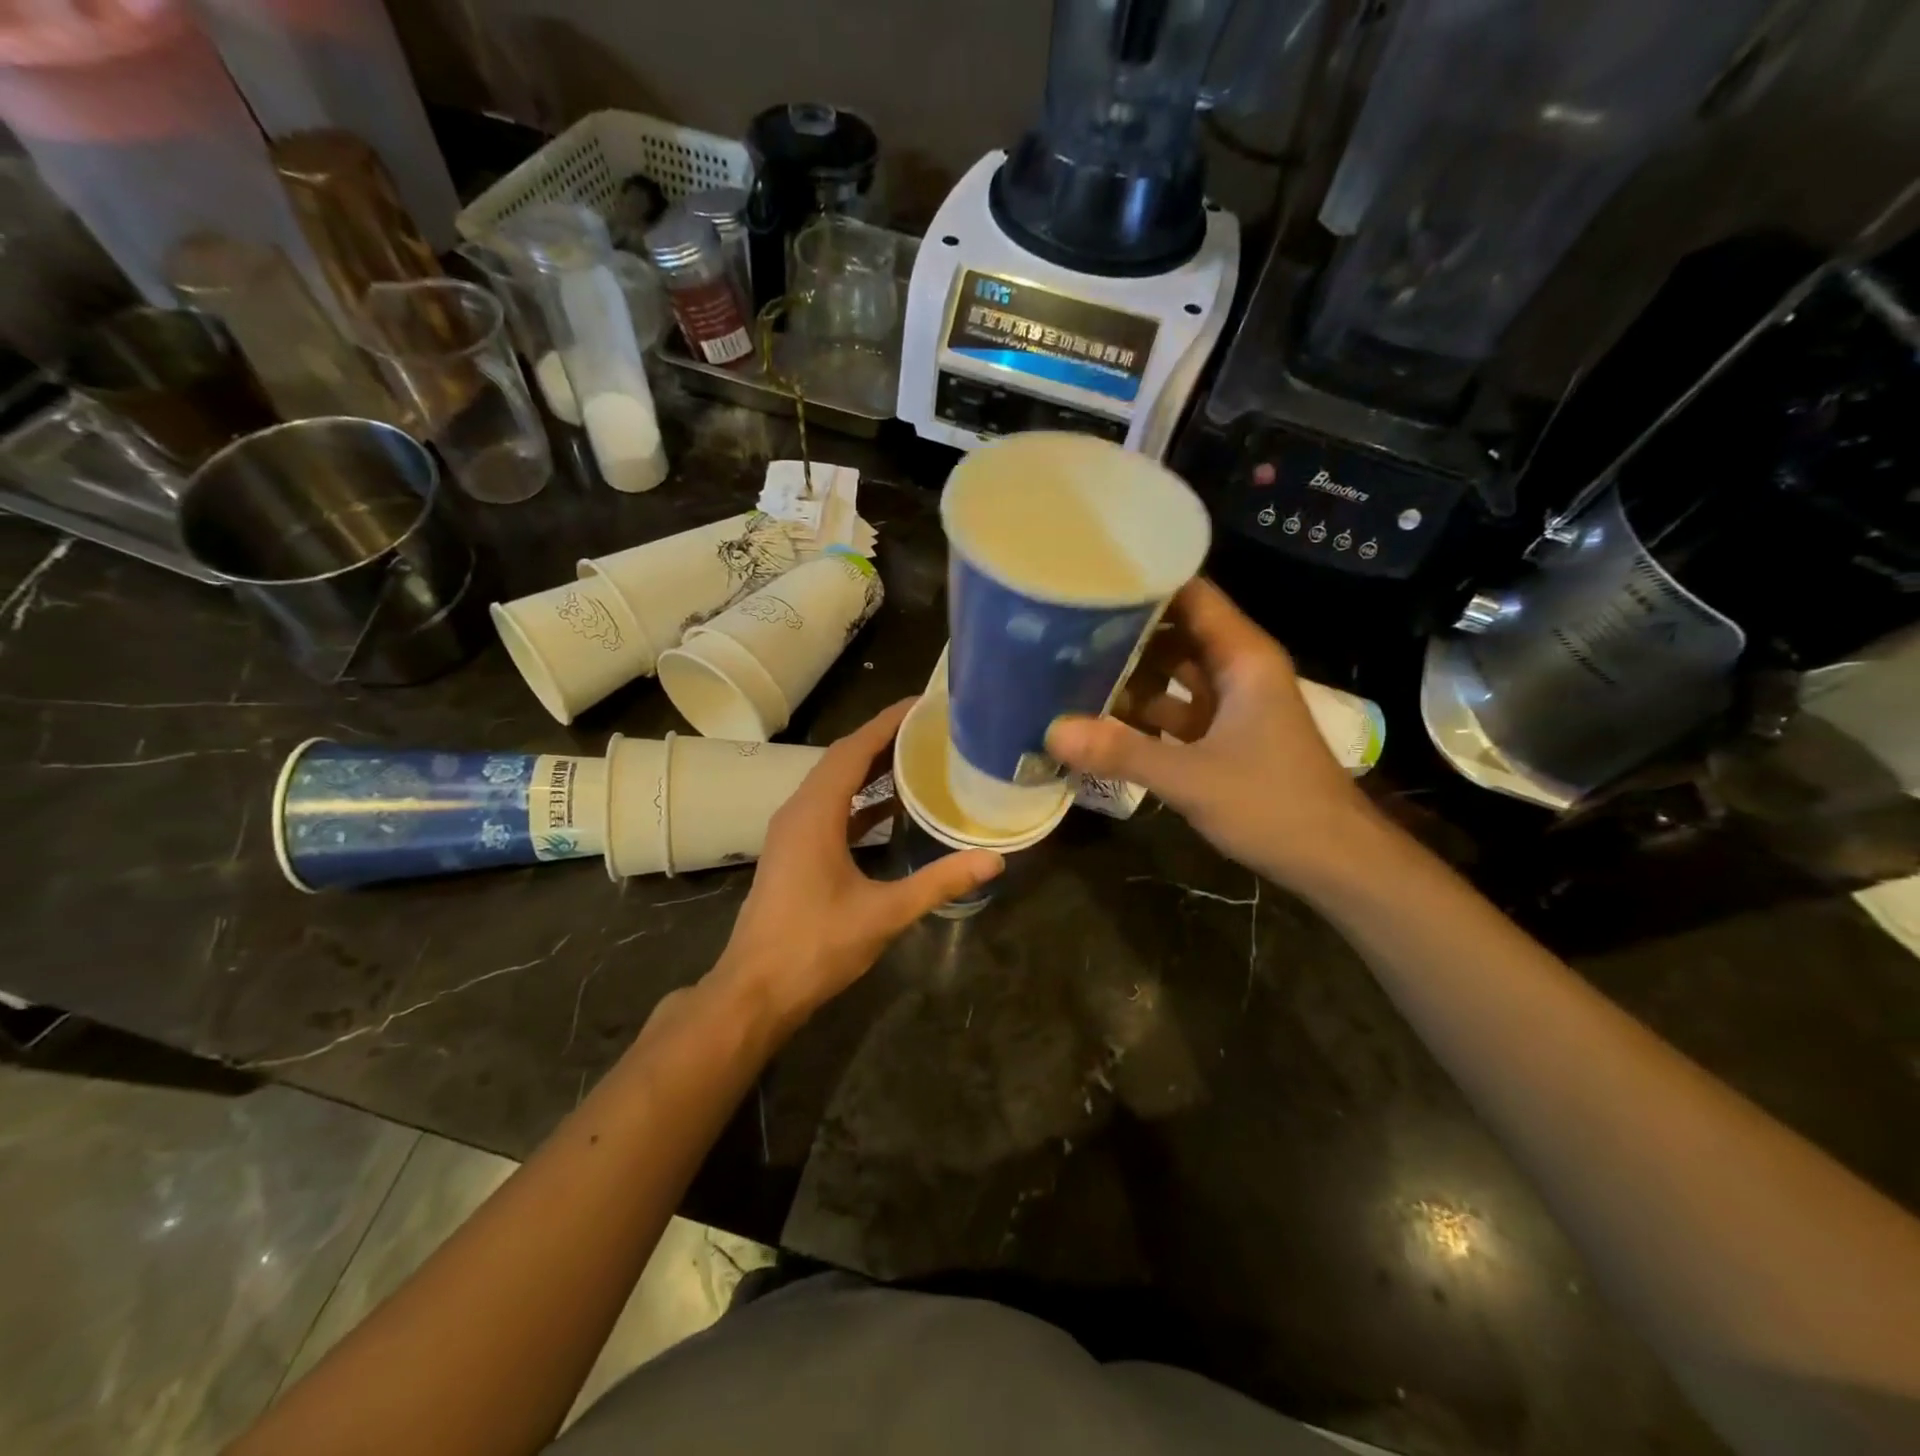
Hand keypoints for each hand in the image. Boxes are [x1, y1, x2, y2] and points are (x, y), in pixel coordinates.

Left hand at [713, 699, 1002, 1026]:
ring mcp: (792, 832)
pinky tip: (892, 807)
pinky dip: (861, 800)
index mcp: (815, 813)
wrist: (755, 990)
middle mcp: (799, 811)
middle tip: (931, 727)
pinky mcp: (795, 851)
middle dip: (884, 738)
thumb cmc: (815, 946)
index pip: (853, 749)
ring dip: (871, 767)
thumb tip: (994, 859)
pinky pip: (831, 809)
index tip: (923, 704)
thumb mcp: (884, 913)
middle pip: (843, 759)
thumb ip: (939, 882)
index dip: (887, 722)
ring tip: (918, 756)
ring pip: (835, 784)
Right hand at [1047, 577, 1380, 893]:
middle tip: (1062, 630)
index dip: (1143, 583)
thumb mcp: (1192, 777)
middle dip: (1123, 632)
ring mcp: (1232, 703)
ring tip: (1068, 671)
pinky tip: (1099, 721)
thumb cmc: (1274, 804)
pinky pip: (1175, 710)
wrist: (1334, 861)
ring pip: (1172, 673)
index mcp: (1242, 657)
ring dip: (1129, 676)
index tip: (1088, 580)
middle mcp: (1237, 669)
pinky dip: (1142, 714)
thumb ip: (1121, 752)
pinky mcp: (1224, 736)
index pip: (1190, 595)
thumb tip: (1051, 732)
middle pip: (1174, 631)